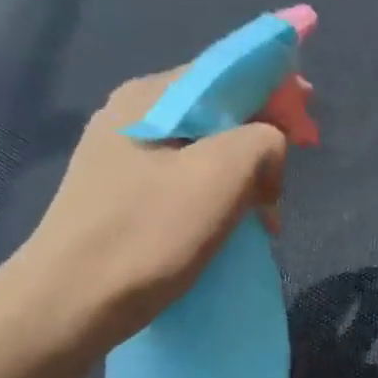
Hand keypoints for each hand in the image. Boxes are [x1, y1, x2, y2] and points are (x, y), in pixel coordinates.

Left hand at [4, 70, 287, 353]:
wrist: (68, 307)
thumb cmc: (147, 235)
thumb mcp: (221, 176)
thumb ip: (263, 140)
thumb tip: (268, 151)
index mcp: (151, 96)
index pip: (231, 70)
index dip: (279, 92)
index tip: (309, 131)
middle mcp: (133, 115)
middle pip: (220, 110)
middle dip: (263, 142)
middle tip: (281, 188)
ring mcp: (123, 156)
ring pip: (207, 148)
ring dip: (245, 177)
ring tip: (262, 218)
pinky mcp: (122, 195)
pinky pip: (187, 179)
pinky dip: (220, 196)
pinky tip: (230, 226)